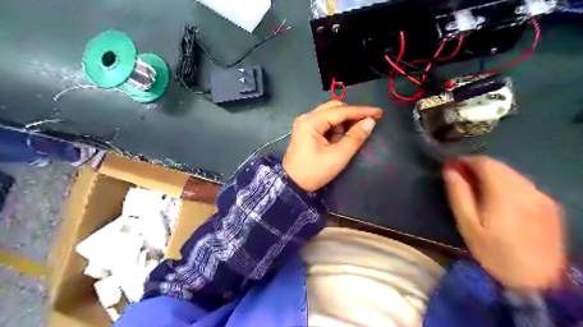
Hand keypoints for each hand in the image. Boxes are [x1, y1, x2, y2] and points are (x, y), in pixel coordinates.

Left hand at [283, 101, 382, 191]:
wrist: (292, 184)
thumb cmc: (314, 172)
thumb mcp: (337, 156)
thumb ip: (355, 138)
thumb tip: (370, 122)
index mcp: (311, 121)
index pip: (340, 111)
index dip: (361, 111)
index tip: (379, 112)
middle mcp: (307, 117)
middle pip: (334, 108)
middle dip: (352, 114)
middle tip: (368, 121)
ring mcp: (305, 123)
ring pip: (330, 114)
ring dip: (344, 121)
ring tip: (355, 133)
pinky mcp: (307, 131)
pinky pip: (325, 123)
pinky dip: (336, 127)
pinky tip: (343, 136)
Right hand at [445, 157, 561, 288]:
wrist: (537, 281)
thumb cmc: (493, 253)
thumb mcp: (467, 225)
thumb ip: (458, 194)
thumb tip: (449, 171)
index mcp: (505, 195)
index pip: (485, 163)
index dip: (466, 161)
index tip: (452, 167)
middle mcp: (527, 190)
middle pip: (499, 166)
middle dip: (477, 167)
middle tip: (461, 178)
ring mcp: (541, 197)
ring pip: (511, 173)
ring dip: (492, 174)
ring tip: (477, 188)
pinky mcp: (549, 204)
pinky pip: (522, 184)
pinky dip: (505, 183)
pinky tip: (498, 198)